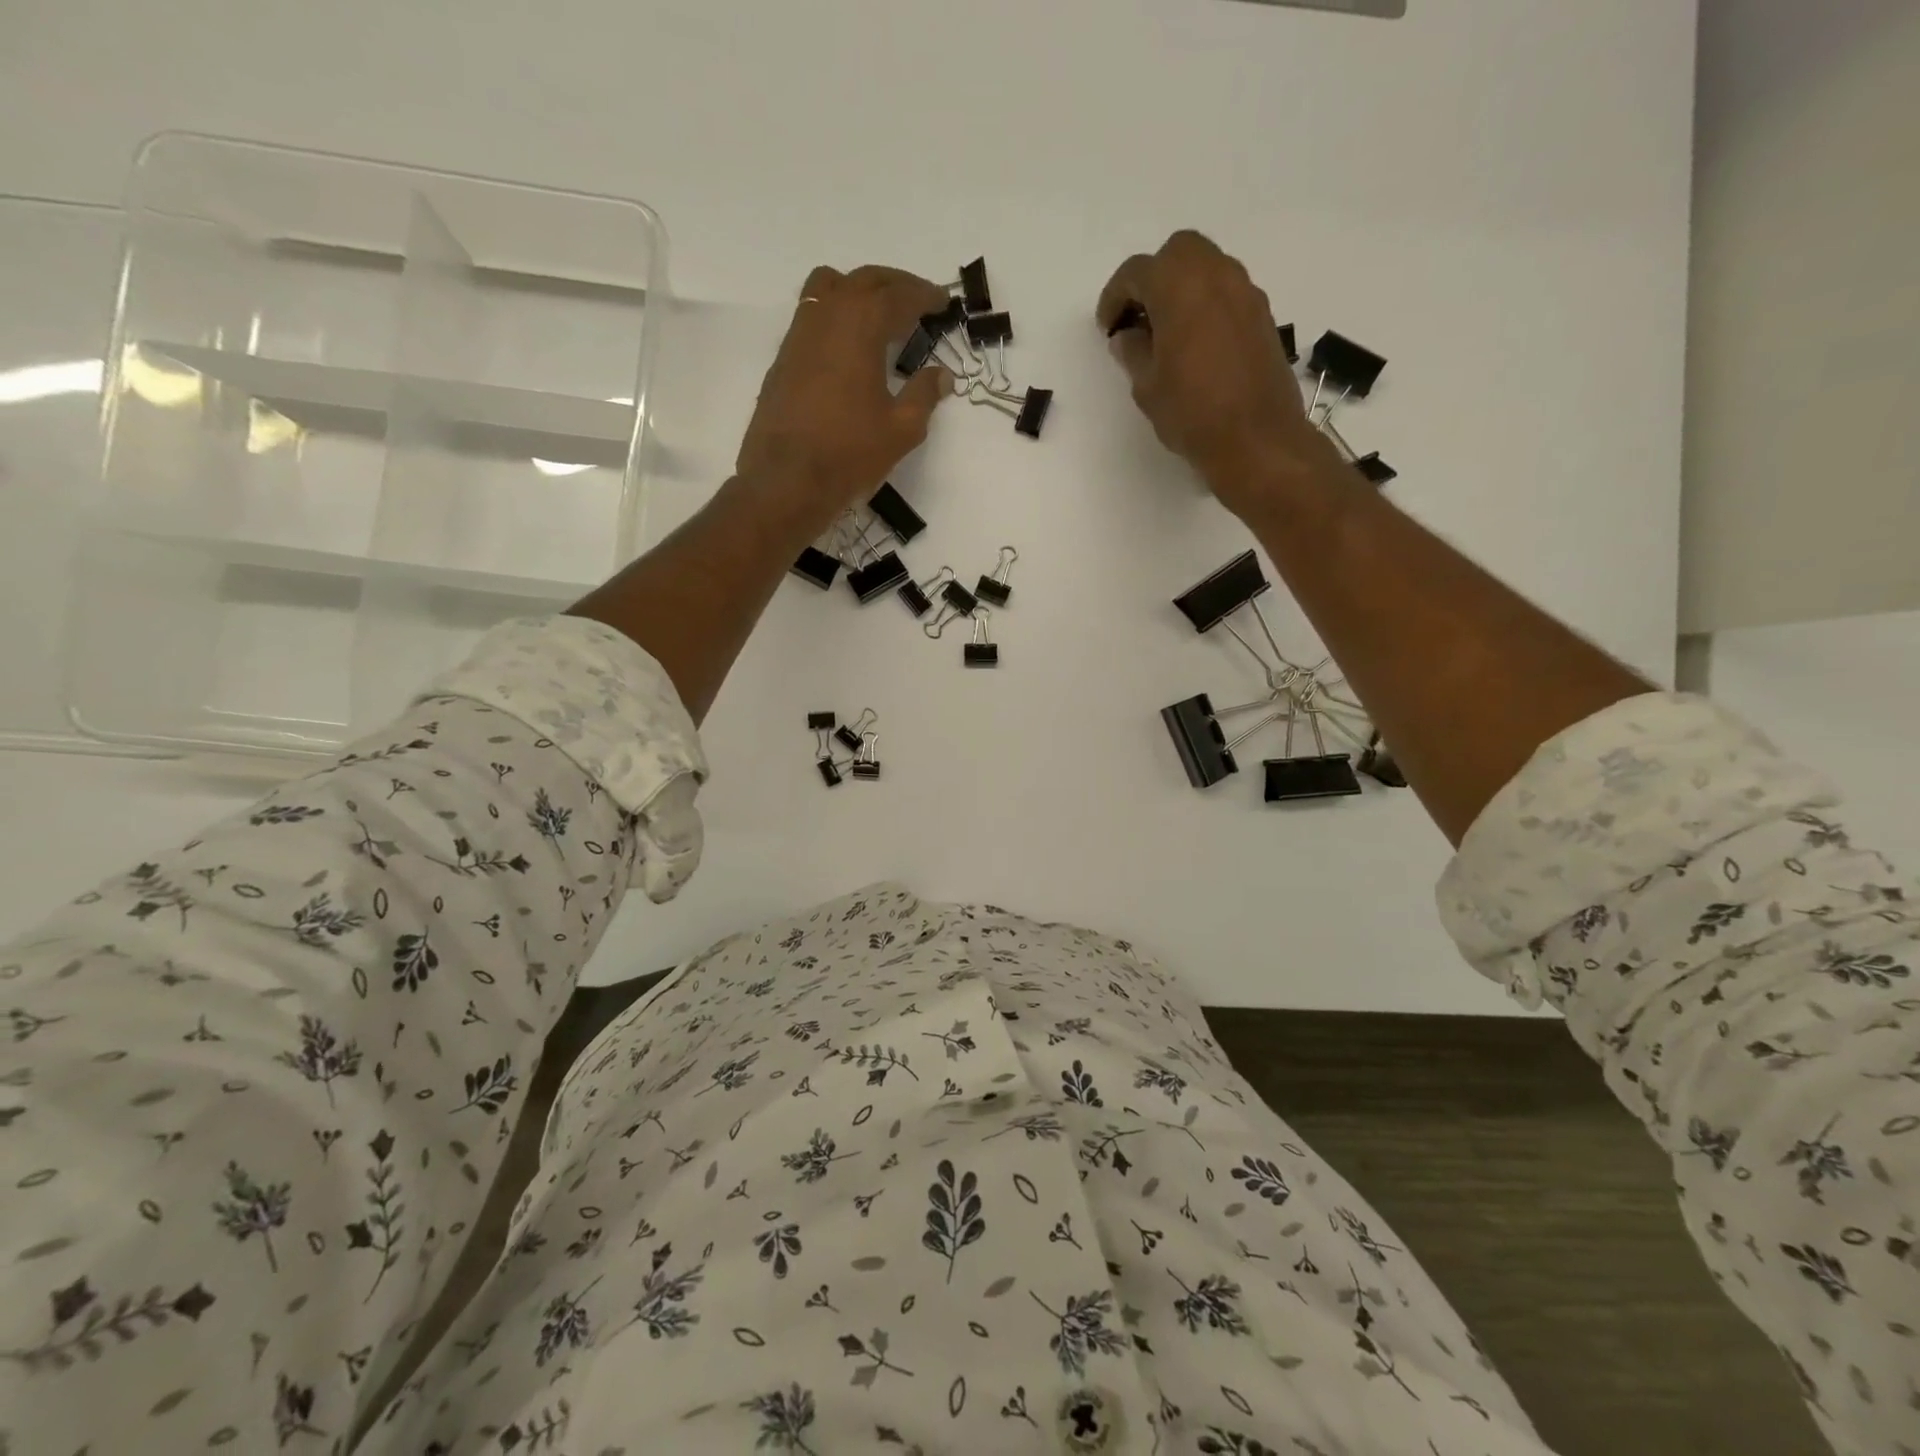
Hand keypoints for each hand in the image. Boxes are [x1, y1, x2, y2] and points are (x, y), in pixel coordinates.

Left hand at [736, 264, 951, 532]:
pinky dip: (835, 314)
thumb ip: (923, 395)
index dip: (925, 296)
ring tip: (878, 315)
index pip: (898, 296)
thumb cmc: (849, 453)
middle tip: (917, 300)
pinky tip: (847, 345)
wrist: (787, 480)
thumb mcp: (901, 429)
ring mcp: (799, 334)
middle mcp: (827, 316)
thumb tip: (941, 375)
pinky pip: (812, 314)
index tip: (943, 302)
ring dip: (859, 290)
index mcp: (861, 325)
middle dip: (895, 285)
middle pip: (864, 280)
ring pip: (830, 287)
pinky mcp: (783, 357)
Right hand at [1097, 230, 1326, 514]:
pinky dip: (1206, 305)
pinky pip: (1227, 293)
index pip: (1137, 272)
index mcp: (1179, 287)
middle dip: (1153, 278)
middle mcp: (1216, 275)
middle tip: (1138, 319)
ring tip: (1166, 333)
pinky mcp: (1262, 316)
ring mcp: (1245, 293)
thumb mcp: (1147, 386)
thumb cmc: (1191, 413)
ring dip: (1182, 289)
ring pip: (1207, 268)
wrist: (1256, 439)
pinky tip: (1195, 344)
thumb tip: (1128, 336)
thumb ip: (1133, 352)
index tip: (1108, 328)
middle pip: (1178, 252)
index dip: (1115, 297)